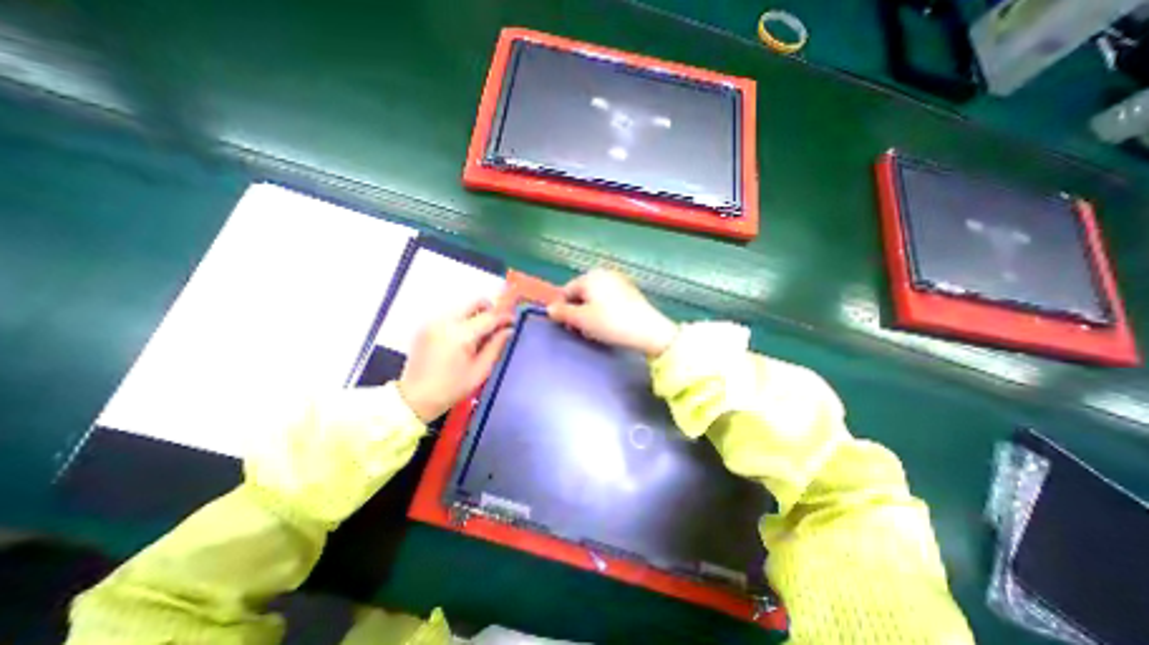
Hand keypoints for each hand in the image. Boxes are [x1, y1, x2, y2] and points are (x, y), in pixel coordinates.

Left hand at [402, 301, 513, 422]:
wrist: (414, 398)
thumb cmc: (451, 388)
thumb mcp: (480, 371)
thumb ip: (496, 346)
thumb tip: (508, 330)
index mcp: (460, 335)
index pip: (489, 316)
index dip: (504, 317)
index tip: (513, 321)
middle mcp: (445, 321)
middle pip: (474, 302)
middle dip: (490, 310)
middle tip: (497, 325)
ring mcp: (433, 321)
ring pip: (463, 307)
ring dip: (476, 315)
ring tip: (480, 335)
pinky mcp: (426, 325)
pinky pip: (451, 314)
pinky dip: (462, 320)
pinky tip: (463, 339)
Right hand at [544, 266, 675, 358]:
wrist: (647, 330)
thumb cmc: (610, 323)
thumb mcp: (581, 320)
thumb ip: (562, 313)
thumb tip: (549, 308)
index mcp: (590, 276)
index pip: (566, 291)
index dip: (563, 309)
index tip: (567, 326)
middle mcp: (604, 274)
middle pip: (581, 293)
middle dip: (577, 311)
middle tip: (581, 330)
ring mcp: (619, 281)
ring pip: (594, 298)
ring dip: (590, 312)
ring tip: (595, 330)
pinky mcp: (630, 291)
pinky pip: (608, 299)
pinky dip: (604, 310)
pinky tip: (609, 324)